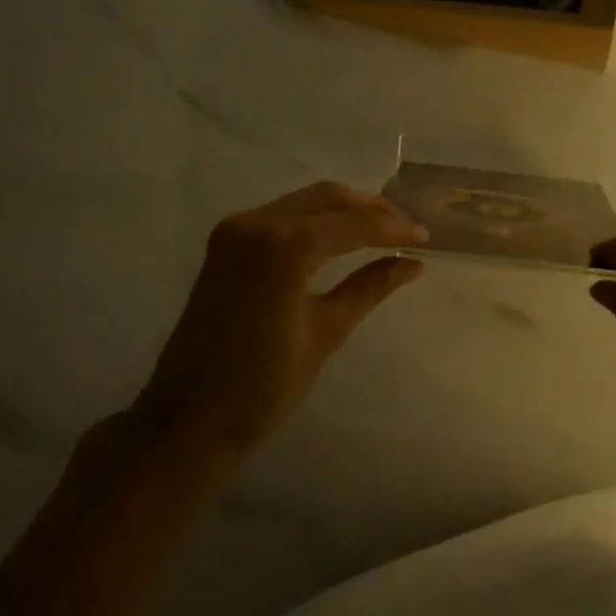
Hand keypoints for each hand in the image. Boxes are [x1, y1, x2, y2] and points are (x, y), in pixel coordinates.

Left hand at [133, 183, 427, 454]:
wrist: (190, 417)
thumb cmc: (264, 384)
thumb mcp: (327, 331)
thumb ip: (371, 287)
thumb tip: (413, 263)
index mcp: (283, 246)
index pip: (352, 223)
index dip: (394, 228)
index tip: (426, 239)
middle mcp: (256, 224)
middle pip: (327, 197)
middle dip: (371, 209)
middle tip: (407, 230)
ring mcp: (236, 231)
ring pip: (304, 202)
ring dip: (344, 212)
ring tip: (382, 233)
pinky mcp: (226, 244)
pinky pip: (282, 217)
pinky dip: (315, 221)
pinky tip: (341, 240)